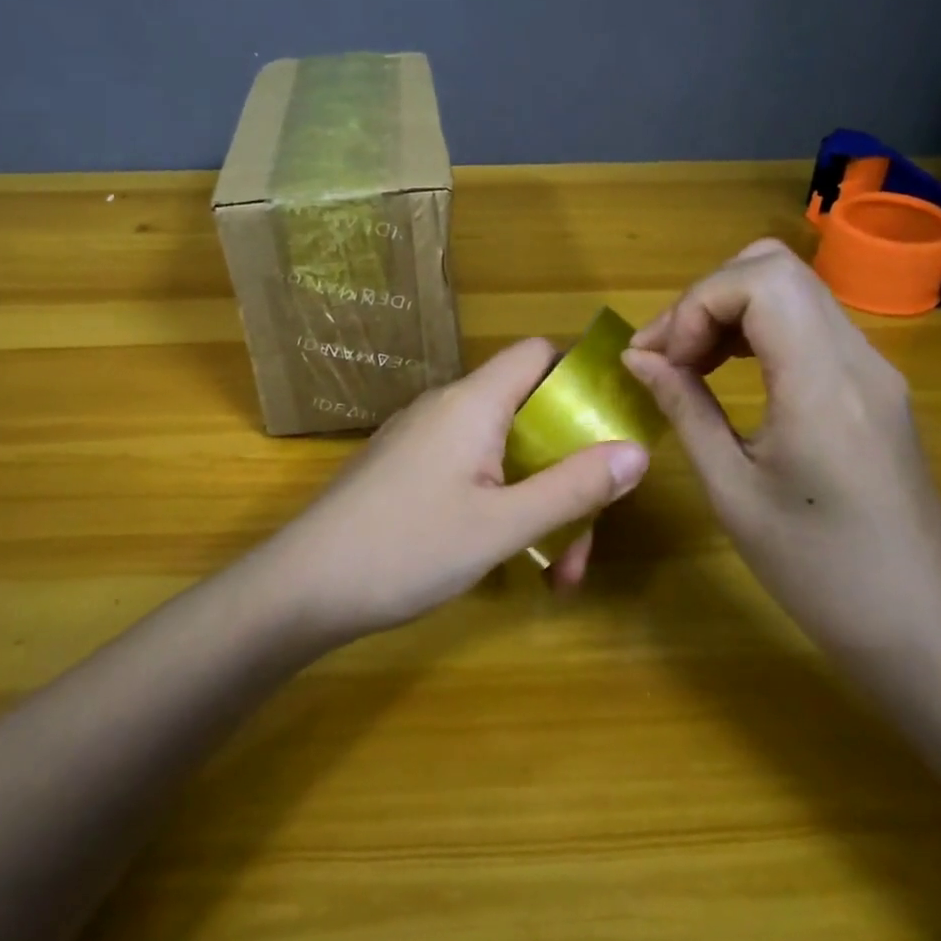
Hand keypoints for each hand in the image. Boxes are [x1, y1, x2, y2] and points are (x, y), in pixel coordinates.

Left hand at [263, 338, 650, 643]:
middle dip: (567, 472)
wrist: (302, 586)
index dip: (582, 377)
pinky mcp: (406, 469)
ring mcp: (422, 439)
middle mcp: (447, 407)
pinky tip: (507, 557)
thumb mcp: (503, 525)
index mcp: (473, 402)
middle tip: (584, 543)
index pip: (538, 354)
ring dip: (538, 501)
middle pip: (529, 414)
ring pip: (503, 452)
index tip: (615, 426)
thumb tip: (637, 451)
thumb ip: (572, 488)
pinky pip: (471, 470)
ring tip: (554, 572)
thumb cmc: (407, 548)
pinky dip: (501, 504)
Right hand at [621, 239, 940, 672]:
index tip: (660, 359)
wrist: (919, 625)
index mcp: (824, 385)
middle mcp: (858, 358)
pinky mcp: (875, 385)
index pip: (759, 281)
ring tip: (688, 363)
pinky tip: (729, 372)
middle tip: (668, 354)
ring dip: (729, 310)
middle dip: (706, 298)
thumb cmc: (817, 571)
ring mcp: (874, 368)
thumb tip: (638, 358)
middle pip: (775, 268)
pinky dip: (757, 330)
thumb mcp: (732, 492)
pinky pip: (808, 324)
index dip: (695, 305)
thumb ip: (684, 409)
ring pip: (792, 288)